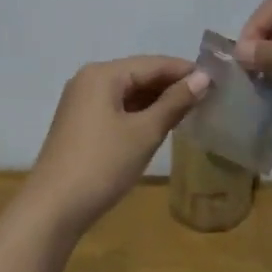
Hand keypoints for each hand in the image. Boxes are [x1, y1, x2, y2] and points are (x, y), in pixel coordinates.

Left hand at [23, 56, 211, 235]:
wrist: (53, 208)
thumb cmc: (102, 164)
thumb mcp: (144, 132)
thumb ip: (175, 102)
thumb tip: (203, 77)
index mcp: (103, 74)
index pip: (153, 63)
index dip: (185, 70)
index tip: (217, 80)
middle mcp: (89, 79)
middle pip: (138, 74)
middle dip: (171, 85)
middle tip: (207, 97)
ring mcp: (80, 101)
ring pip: (127, 92)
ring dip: (156, 100)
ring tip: (190, 111)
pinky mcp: (79, 123)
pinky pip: (116, 107)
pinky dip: (138, 112)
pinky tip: (159, 124)